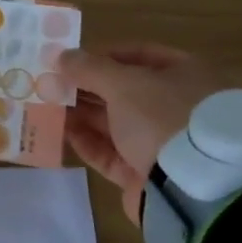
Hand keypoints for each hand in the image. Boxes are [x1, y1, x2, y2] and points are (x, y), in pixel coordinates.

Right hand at [59, 44, 220, 223]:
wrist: (191, 188)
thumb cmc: (162, 118)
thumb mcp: (124, 84)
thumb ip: (89, 68)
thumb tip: (61, 55)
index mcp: (184, 75)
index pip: (139, 55)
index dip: (104, 55)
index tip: (71, 60)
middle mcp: (176, 106)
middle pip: (124, 91)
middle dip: (88, 87)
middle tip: (53, 84)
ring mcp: (162, 143)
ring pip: (116, 123)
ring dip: (83, 114)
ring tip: (49, 107)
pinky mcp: (146, 174)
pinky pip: (112, 154)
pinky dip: (89, 143)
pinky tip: (64, 133)